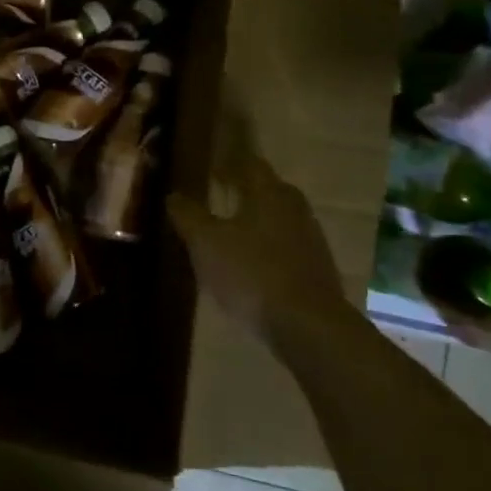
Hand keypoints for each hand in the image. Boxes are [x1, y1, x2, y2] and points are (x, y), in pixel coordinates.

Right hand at [169, 154, 346, 345]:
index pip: (249, 163)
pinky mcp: (317, 269)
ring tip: (230, 231)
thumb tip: (173, 195)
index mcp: (269, 192)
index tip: (210, 167)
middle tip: (216, 195)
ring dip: (256, 220)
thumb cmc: (252, 274)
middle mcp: (295, 207)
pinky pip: (286, 246)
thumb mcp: (206, 243)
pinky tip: (251, 263)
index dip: (228, 162)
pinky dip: (267, 247)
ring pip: (278, 218)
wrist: (308, 327)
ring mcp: (311, 239)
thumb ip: (188, 215)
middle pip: (267, 189)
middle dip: (243, 190)